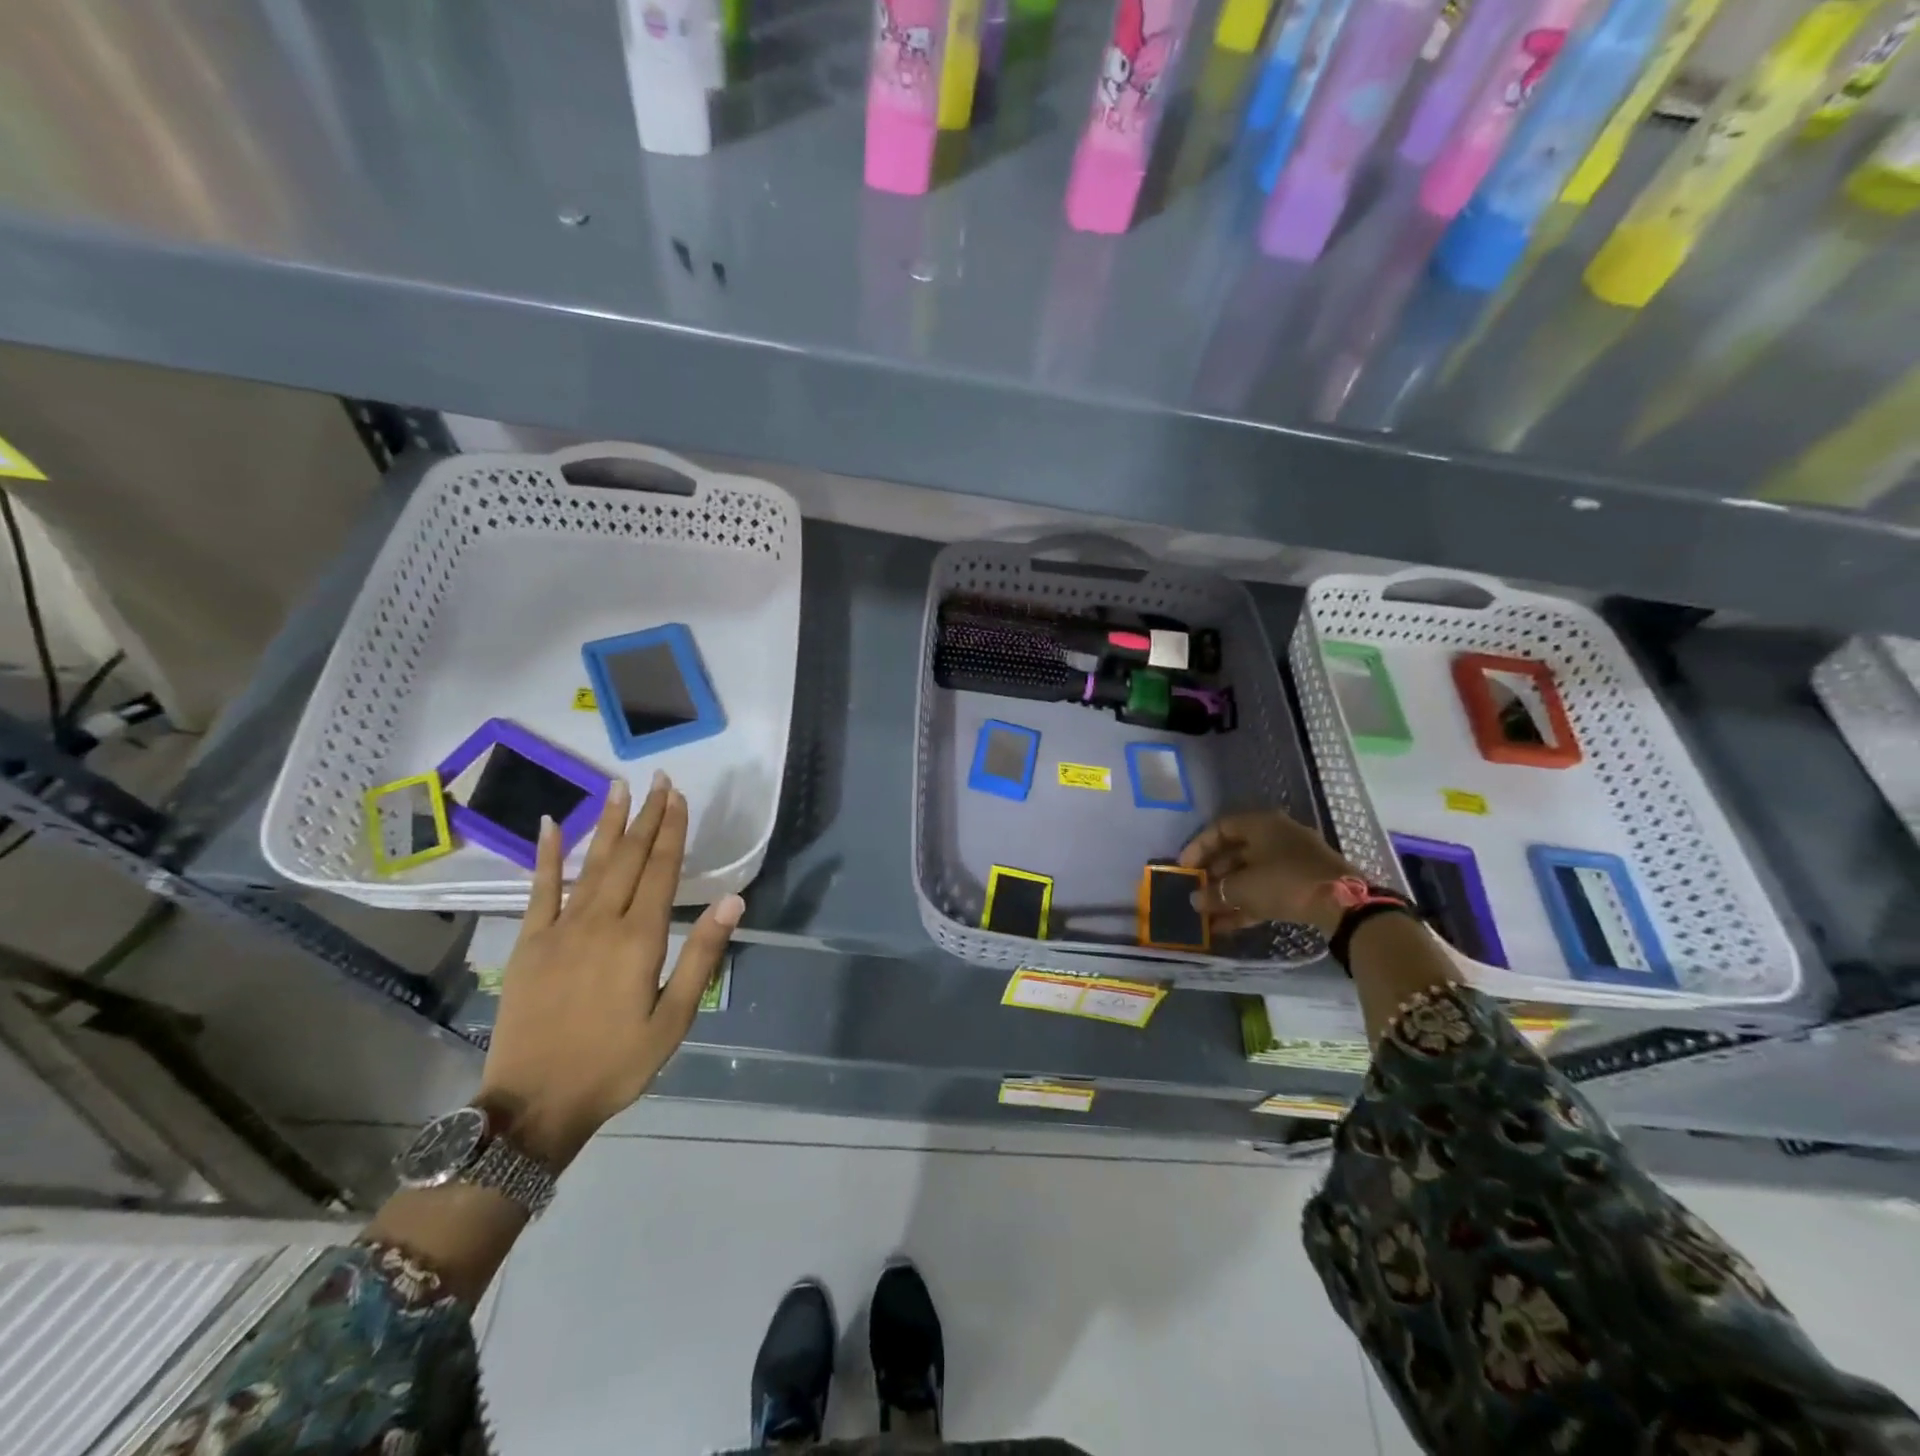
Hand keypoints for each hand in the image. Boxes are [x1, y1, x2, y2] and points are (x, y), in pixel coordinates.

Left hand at [476, 774, 742, 1169]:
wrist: (534, 1105)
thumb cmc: (616, 1064)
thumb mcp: (674, 1019)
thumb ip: (701, 955)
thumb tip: (732, 900)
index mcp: (639, 939)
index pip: (661, 870)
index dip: (672, 831)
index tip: (679, 797)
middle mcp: (600, 922)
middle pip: (629, 858)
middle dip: (647, 816)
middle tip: (658, 779)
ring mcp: (560, 929)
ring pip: (592, 864)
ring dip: (609, 824)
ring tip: (620, 787)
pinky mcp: (529, 943)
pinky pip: (539, 890)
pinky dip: (548, 856)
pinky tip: (554, 824)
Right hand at [1178, 810, 1359, 937]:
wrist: (1344, 905)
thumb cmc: (1286, 882)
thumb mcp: (1244, 887)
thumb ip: (1216, 892)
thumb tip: (1195, 899)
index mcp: (1262, 825)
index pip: (1220, 828)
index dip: (1198, 846)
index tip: (1183, 867)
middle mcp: (1276, 837)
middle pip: (1235, 852)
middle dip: (1212, 873)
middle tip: (1194, 890)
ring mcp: (1291, 862)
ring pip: (1250, 874)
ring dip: (1227, 893)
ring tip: (1205, 912)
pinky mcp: (1302, 886)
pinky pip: (1266, 891)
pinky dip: (1246, 906)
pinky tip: (1225, 926)